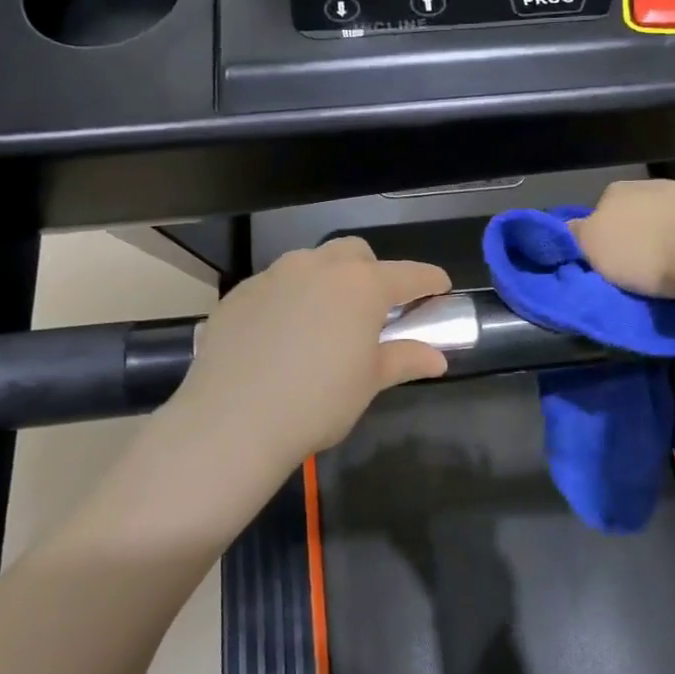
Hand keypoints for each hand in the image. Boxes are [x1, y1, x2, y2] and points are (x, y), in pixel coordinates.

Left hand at [172, 239, 451, 471]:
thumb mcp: (368, 383)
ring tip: (324, 319)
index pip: (407, 274)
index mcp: (360, 286)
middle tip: (373, 308)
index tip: (441, 286)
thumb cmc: (318, 401)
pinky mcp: (240, 293)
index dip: (428, 280)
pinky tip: (281, 334)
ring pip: (310, 262)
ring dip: (326, 280)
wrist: (233, 420)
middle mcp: (318, 268)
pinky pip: (274, 285)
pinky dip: (288, 299)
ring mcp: (274, 276)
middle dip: (371, 271)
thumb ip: (403, 360)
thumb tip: (437, 359)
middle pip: (354, 253)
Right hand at [570, 179, 674, 300]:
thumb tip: (568, 228)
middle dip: (638, 238)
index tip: (607, 265)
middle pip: (637, 215)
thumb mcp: (593, 249)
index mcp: (617, 191)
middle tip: (640, 273)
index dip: (601, 239)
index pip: (599, 212)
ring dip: (671, 241)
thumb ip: (576, 236)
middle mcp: (654, 184)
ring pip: (672, 220)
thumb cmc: (646, 251)